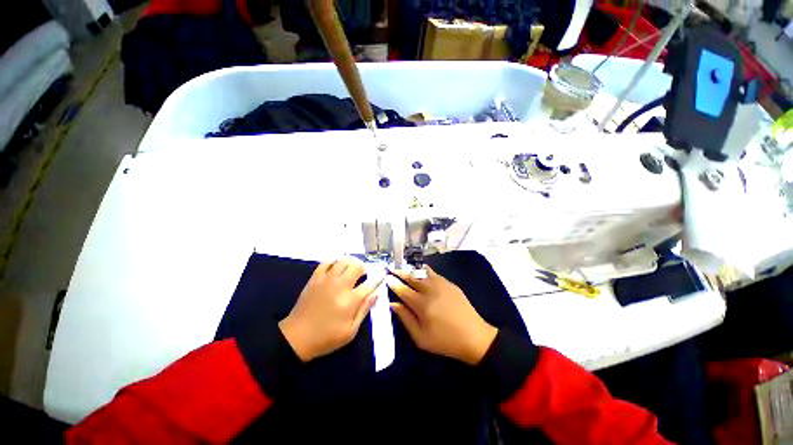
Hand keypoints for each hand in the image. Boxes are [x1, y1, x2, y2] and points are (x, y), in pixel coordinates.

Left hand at [279, 258, 380, 361]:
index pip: (369, 284)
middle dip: (364, 268)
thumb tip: (375, 295)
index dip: (377, 279)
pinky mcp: (315, 278)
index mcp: (349, 301)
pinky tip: (338, 265)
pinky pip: (327, 262)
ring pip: (343, 261)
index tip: (381, 276)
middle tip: (364, 274)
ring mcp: (326, 280)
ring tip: (353, 268)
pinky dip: (335, 261)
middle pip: (356, 267)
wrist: (296, 337)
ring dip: (351, 262)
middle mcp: (339, 286)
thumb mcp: (350, 332)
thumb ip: (364, 311)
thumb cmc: (326, 338)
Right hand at [387, 266, 497, 365]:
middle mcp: (430, 290)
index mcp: (422, 305)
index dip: (393, 283)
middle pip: (411, 277)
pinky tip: (420, 270)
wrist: (474, 337)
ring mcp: (441, 284)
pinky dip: (424, 270)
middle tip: (392, 268)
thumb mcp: (421, 338)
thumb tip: (392, 304)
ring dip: (411, 269)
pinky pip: (433, 273)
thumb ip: (405, 319)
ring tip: (403, 267)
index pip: (403, 290)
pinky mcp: (450, 283)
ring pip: (422, 271)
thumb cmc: (445, 341)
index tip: (386, 277)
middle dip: (400, 271)